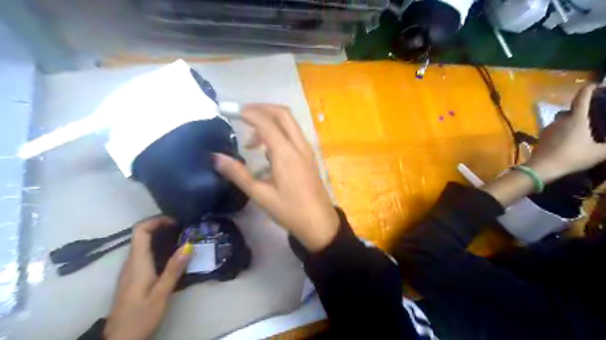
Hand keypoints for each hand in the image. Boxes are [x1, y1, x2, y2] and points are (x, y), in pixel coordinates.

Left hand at [101, 217, 191, 339]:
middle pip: (141, 234)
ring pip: (143, 244)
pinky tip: (173, 255)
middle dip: (161, 226)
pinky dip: (158, 247)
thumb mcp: (161, 294)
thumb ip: (174, 268)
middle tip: (184, 228)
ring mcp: (130, 270)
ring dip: (160, 236)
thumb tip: (189, 245)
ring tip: (182, 238)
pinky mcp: (133, 277)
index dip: (156, 220)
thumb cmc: (141, 317)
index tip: (176, 221)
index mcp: (137, 263)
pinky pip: (144, 253)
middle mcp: (131, 263)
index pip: (140, 231)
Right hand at [214, 104, 337, 251]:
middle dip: (261, 109)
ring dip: (270, 122)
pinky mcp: (310, 156)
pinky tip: (268, 152)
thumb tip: (216, 157)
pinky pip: (294, 135)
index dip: (247, 113)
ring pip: (290, 123)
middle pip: (282, 113)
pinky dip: (279, 132)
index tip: (230, 112)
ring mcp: (307, 150)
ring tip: (251, 143)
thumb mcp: (260, 195)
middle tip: (242, 116)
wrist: (320, 223)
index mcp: (286, 153)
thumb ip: (238, 174)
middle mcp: (299, 145)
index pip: (265, 122)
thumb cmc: (289, 211)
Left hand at [526, 82, 604, 180]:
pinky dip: (561, 131)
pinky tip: (566, 140)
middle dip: (580, 111)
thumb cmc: (572, 157)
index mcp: (576, 119)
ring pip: (560, 120)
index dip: (588, 89)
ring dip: (569, 122)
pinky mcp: (541, 137)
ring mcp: (548, 128)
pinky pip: (553, 129)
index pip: (581, 98)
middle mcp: (560, 120)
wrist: (542, 168)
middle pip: (570, 110)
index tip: (595, 85)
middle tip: (591, 117)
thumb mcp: (599, 152)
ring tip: (579, 130)